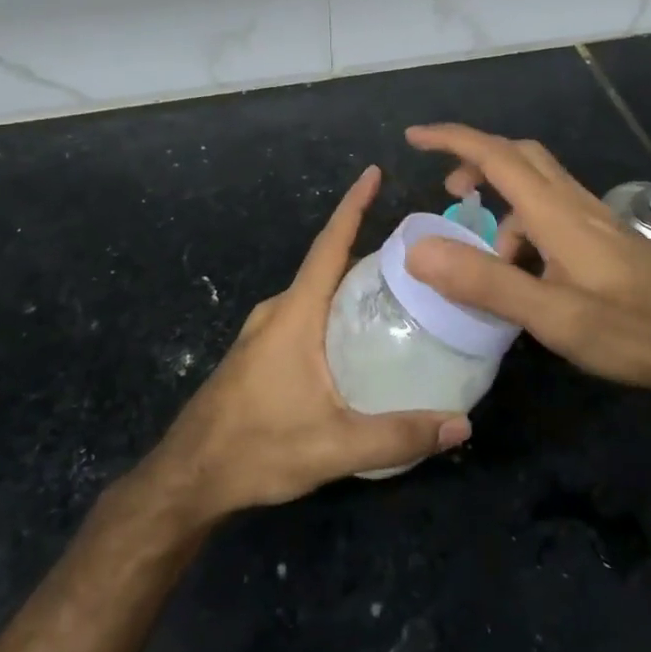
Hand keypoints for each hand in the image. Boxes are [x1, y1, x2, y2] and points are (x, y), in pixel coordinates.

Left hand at [142, 164, 470, 521]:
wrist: (188, 478)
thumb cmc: (257, 449)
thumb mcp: (334, 446)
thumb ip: (398, 435)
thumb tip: (462, 426)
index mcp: (295, 313)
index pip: (329, 245)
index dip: (353, 206)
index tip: (374, 172)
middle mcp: (278, 311)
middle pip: (327, 265)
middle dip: (367, 248)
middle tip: (416, 252)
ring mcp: (264, 331)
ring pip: (316, 292)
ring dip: (350, 282)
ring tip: (397, 290)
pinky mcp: (260, 352)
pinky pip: (305, 313)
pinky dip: (334, 308)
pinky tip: (358, 335)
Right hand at [401, 124, 650, 394]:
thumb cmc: (632, 329)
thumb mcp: (552, 314)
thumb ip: (485, 282)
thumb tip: (418, 250)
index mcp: (556, 212)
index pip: (495, 155)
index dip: (452, 140)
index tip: (414, 137)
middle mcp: (575, 204)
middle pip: (520, 156)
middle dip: (477, 163)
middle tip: (450, 194)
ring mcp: (596, 220)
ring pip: (538, 188)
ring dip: (504, 207)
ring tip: (492, 263)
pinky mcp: (609, 240)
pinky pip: (555, 215)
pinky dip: (528, 229)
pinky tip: (531, 277)